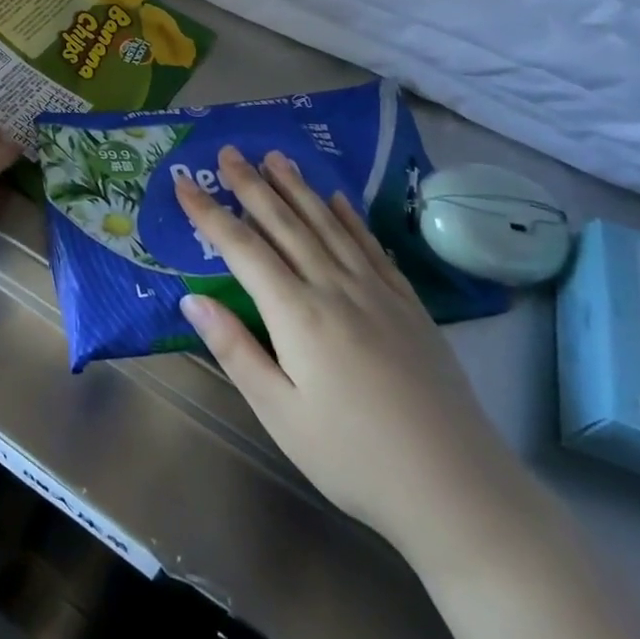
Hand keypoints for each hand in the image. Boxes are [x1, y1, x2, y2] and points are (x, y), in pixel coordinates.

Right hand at [176, 146, 538, 562]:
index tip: (184, 184)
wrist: (455, 487)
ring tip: (276, 157)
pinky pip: (371, 246)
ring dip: (298, 188)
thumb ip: (235, 349)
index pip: (243, 249)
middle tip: (229, 151)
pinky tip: (338, 199)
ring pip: (328, 225)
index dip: (210, 214)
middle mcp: (335, 288)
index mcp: (297, 313)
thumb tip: (192, 298)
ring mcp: (377, 292)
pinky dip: (349, 218)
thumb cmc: (352, 457)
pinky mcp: (408, 304)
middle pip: (285, 224)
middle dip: (252, 185)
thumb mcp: (279, 412)